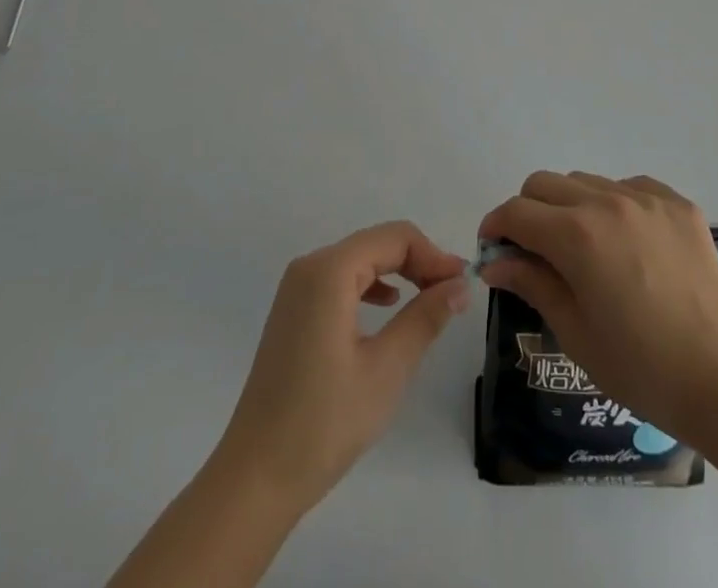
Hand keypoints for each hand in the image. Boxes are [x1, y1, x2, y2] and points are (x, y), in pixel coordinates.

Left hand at [213, 221, 470, 508]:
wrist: (255, 479)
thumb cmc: (323, 421)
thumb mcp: (386, 368)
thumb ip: (425, 317)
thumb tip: (459, 284)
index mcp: (329, 271)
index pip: (395, 238)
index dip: (433, 255)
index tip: (462, 283)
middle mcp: (310, 267)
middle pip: (376, 244)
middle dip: (418, 262)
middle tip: (452, 293)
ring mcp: (297, 289)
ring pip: (360, 260)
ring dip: (398, 272)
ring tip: (430, 300)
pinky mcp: (293, 311)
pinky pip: (341, 280)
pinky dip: (372, 285)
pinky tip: (388, 306)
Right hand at [478, 172, 717, 441]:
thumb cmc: (640, 367)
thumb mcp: (574, 332)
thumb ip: (532, 283)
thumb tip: (494, 261)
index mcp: (576, 235)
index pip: (517, 212)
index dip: (496, 227)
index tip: (492, 249)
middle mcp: (607, 201)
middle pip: (545, 184)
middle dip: (527, 211)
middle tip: (533, 250)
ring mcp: (646, 197)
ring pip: (585, 181)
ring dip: (569, 206)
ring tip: (583, 248)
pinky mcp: (677, 203)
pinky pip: (628, 186)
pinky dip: (613, 204)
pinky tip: (624, 242)